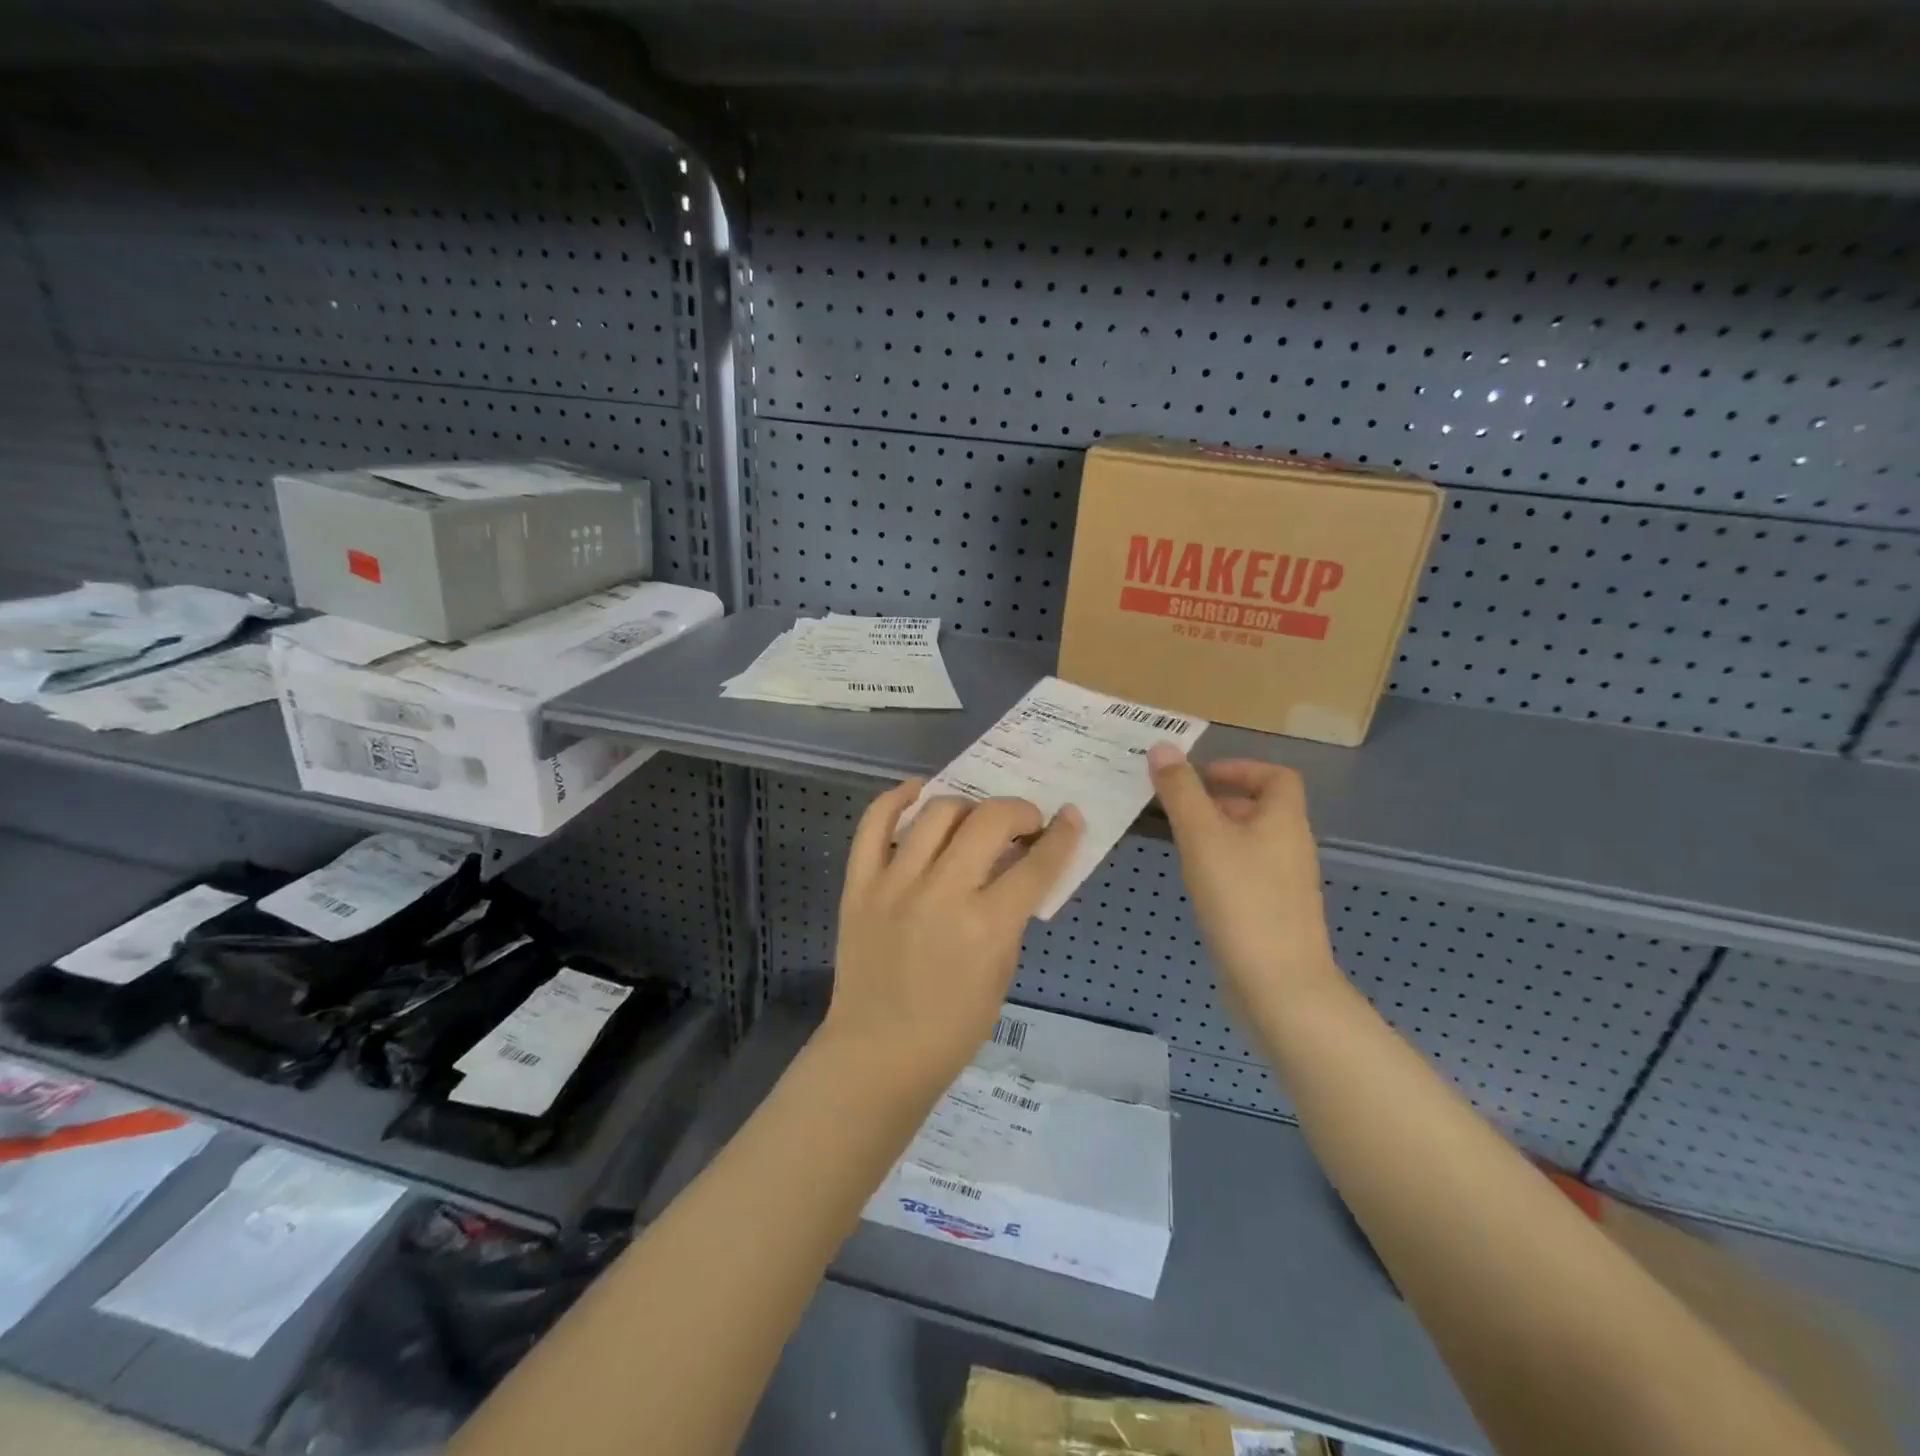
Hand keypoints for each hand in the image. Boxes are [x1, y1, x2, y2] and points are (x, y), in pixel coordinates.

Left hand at [822, 781, 1083, 1091]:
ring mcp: (895, 884)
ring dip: (968, 807)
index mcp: (987, 926)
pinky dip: (897, 799)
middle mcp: (942, 894)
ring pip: (937, 813)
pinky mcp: (859, 884)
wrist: (878, 1052)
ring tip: (975, 820)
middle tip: (1024, 824)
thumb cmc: (953, 1027)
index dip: (1062, 836)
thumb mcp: (1002, 972)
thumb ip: (1012, 913)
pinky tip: (918, 793)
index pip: (1036, 865)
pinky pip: (874, 824)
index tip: (1070, 818)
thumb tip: (1019, 865)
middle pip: (989, 821)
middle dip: (1019, 811)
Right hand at [1148, 745, 1340, 1010]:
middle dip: (1220, 800)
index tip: (1200, 776)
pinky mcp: (1274, 914)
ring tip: (1179, 841)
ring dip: (1218, 833)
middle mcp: (1291, 847)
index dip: (1241, 768)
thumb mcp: (1202, 837)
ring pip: (1252, 842)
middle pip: (1262, 808)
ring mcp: (1285, 884)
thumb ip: (1181, 791)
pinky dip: (1222, 865)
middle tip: (1177, 806)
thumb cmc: (1241, 899)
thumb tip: (1163, 748)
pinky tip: (1196, 883)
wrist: (1277, 985)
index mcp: (1284, 820)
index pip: (1277, 776)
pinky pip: (1247, 873)